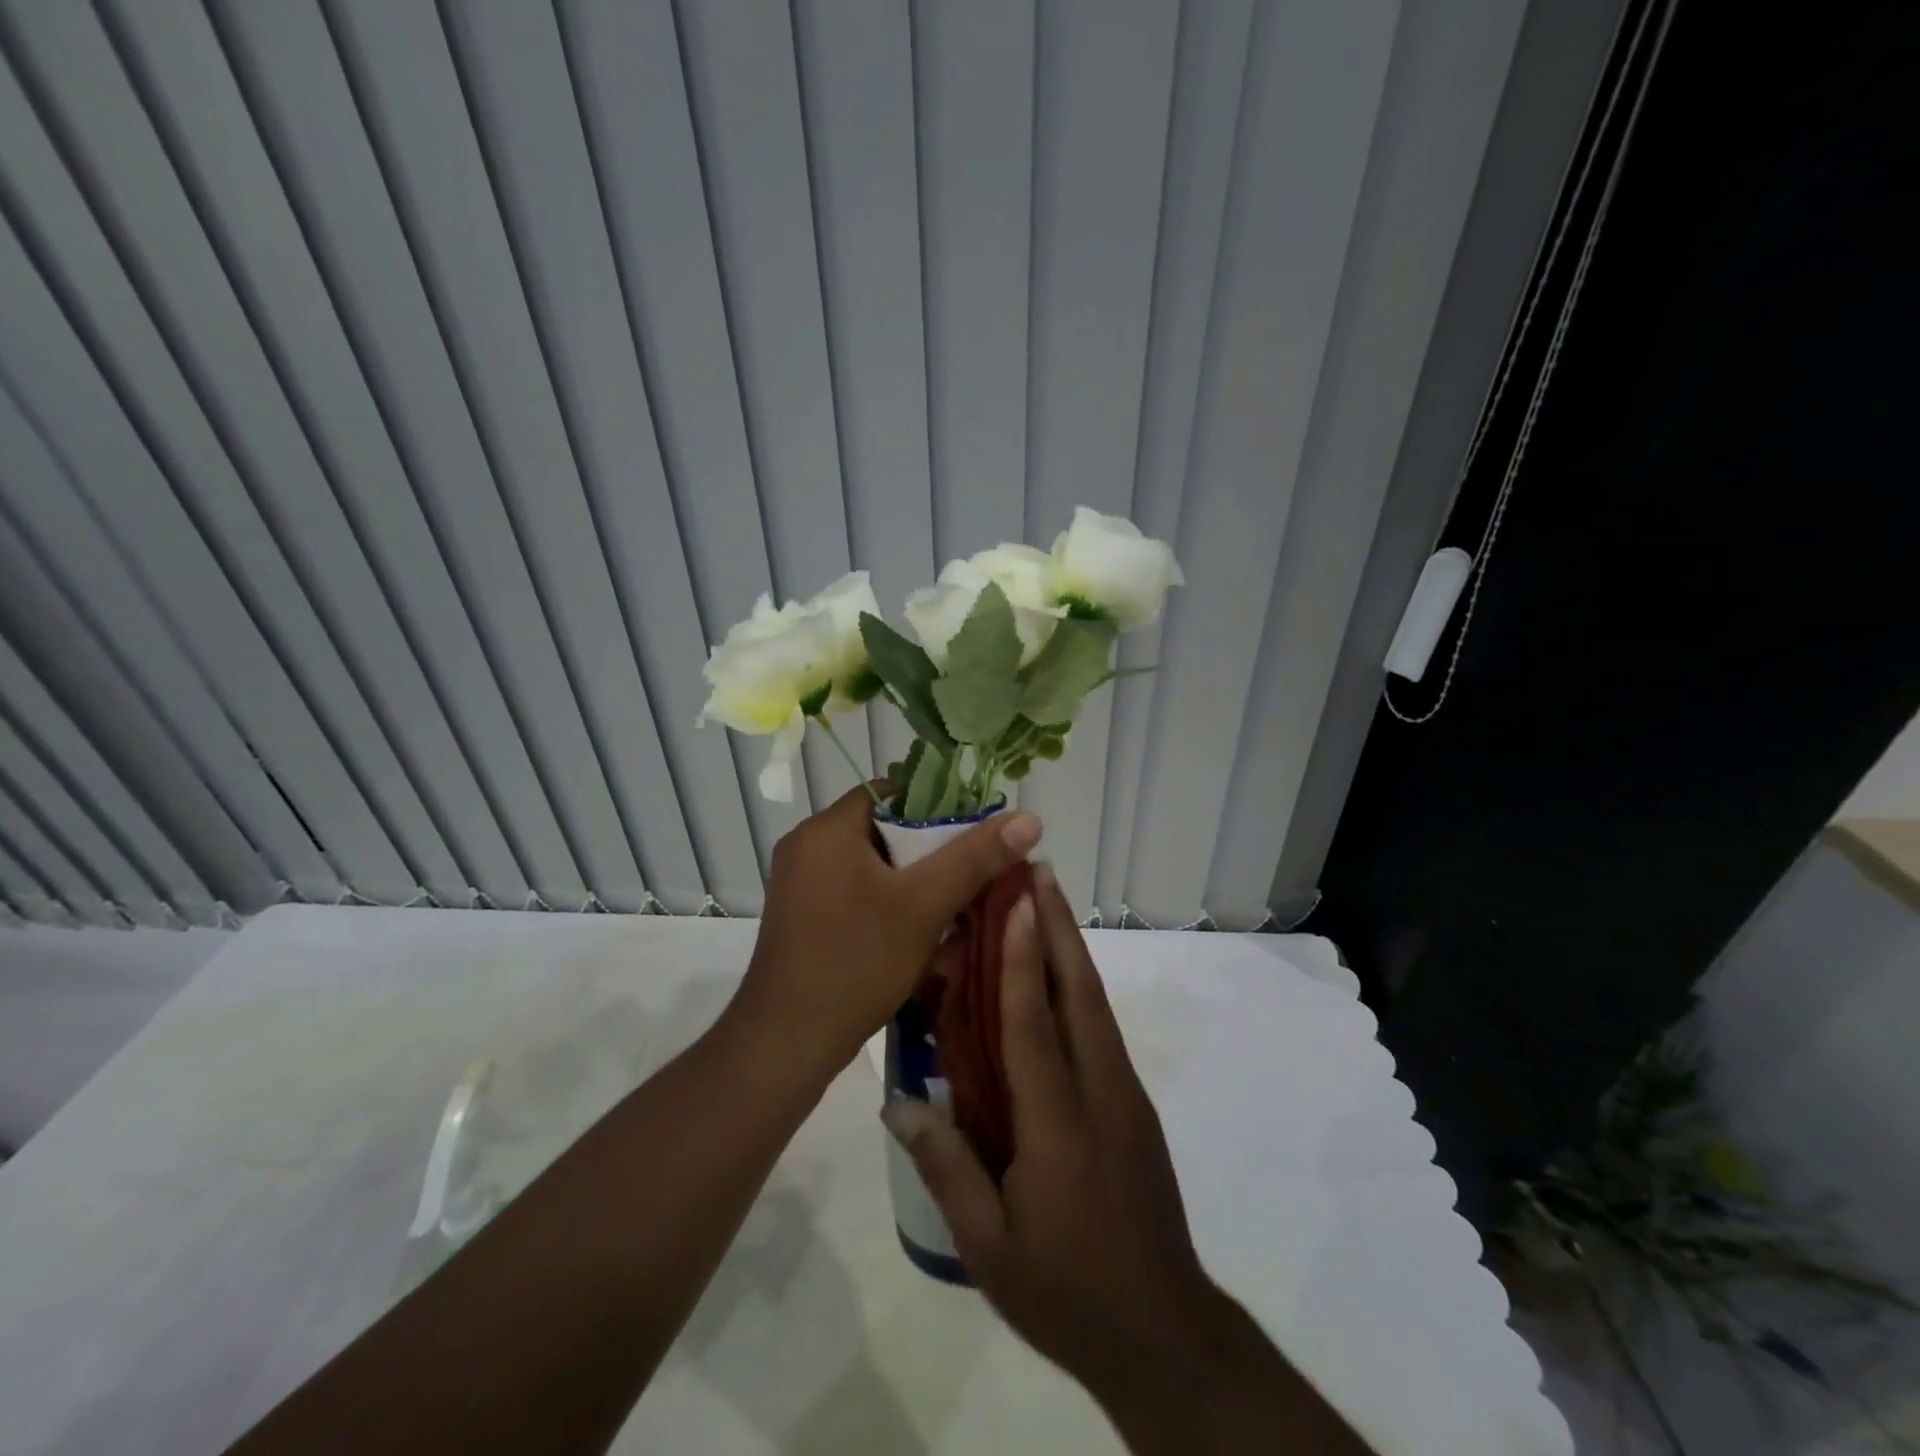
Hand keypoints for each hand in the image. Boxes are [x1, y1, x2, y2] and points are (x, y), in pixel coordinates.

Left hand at [730, 784, 1042, 1078]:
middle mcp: (806, 846)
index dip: (937, 806)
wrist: (787, 1043)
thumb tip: (1029, 818)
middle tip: (971, 874)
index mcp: (827, 829)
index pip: (892, 792)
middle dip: (929, 849)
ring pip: (871, 864)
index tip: (973, 834)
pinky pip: (853, 890)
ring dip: (911, 879)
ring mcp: (799, 883)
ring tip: (952, 903)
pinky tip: (916, 930)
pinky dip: (886, 900)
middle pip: (883, 829)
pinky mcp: (801, 915)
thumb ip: (975, 858)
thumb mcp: (924, 906)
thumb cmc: (856, 963)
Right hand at [883, 864, 1372, 1454]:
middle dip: (1058, 927)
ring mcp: (1124, 1094)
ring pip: (1095, 1004)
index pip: (1035, 1024)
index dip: (1024, 958)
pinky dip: (1078, 985)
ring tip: (1047, 903)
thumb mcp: (989, 1248)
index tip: (1018, 902)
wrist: (1164, 1332)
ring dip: (1071, 948)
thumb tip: (900, 1103)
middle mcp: (1099, 1091)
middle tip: (1039, 873)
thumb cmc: (1067, 1291)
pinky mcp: (1133, 1104)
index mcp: (1058, 1124)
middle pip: (1079, 993)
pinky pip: (1100, 1028)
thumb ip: (946, 1169)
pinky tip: (1059, 975)